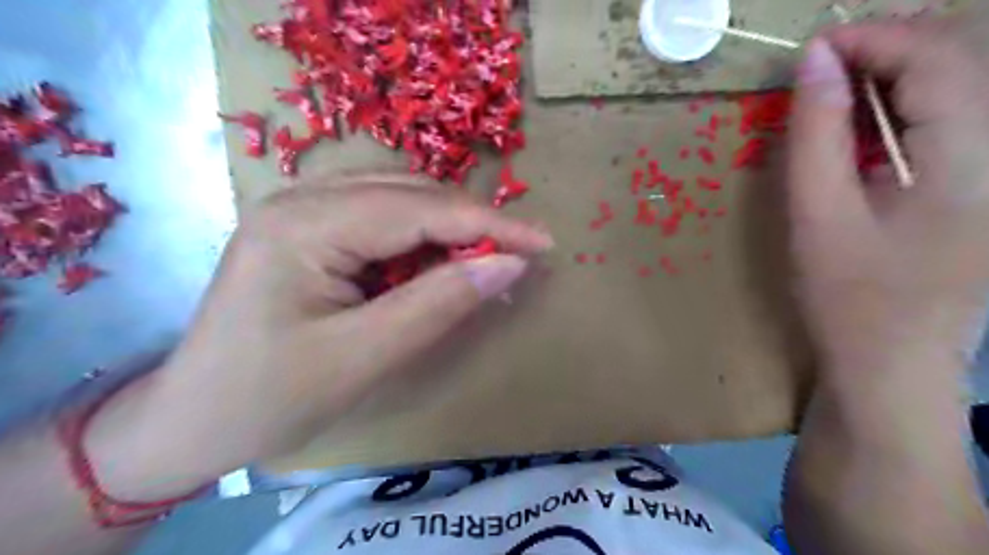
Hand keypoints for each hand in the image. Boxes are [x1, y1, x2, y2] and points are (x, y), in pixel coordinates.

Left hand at [87, 174, 548, 493]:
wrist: (194, 419)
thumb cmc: (270, 396)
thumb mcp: (364, 356)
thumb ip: (440, 304)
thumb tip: (509, 264)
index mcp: (305, 224)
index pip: (420, 209)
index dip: (489, 225)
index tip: (543, 243)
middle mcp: (301, 198)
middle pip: (411, 194)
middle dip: (471, 224)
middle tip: (517, 258)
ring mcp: (301, 209)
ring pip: (400, 199)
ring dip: (449, 228)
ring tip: (484, 262)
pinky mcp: (308, 228)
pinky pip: (381, 216)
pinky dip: (421, 237)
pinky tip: (435, 263)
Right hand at [793, 17, 988, 380]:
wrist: (893, 364)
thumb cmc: (849, 297)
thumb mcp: (818, 213)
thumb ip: (817, 133)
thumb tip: (813, 62)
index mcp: (972, 156)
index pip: (937, 56)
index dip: (871, 38)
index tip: (810, 50)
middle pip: (962, 59)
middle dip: (885, 48)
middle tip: (819, 68)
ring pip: (960, 86)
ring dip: (894, 76)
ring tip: (835, 90)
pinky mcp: (984, 186)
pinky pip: (953, 121)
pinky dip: (903, 109)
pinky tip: (864, 130)